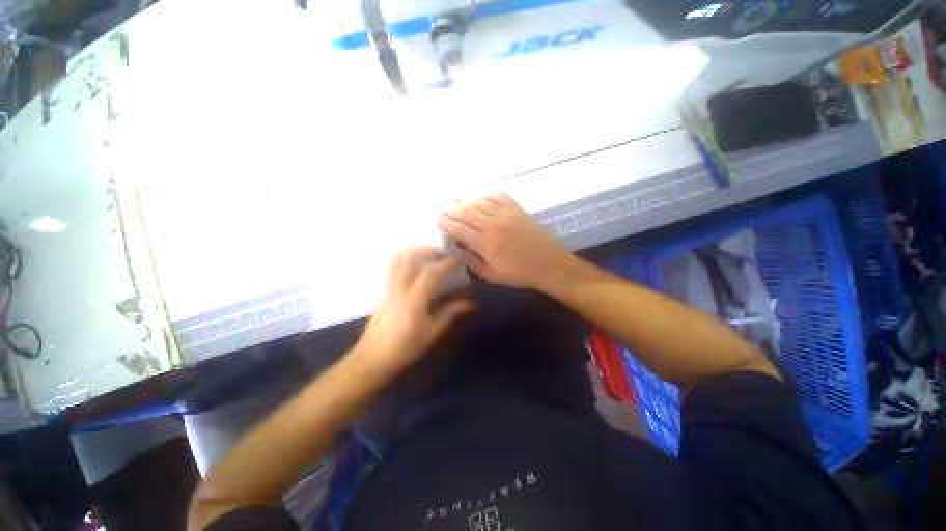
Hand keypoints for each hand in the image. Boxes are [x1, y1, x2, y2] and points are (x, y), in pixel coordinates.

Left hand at [354, 247, 473, 374]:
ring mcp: (387, 288)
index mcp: (412, 303)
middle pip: (409, 259)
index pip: (429, 274)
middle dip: (429, 251)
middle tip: (444, 252)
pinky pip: (392, 265)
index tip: (458, 260)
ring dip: (415, 251)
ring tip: (430, 253)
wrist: (373, 357)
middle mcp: (397, 290)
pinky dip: (405, 257)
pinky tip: (416, 262)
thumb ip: (450, 313)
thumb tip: (470, 302)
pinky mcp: (382, 289)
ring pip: (397, 259)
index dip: (445, 264)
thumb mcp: (431, 333)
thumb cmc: (405, 348)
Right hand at [437, 194, 575, 289]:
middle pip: (466, 212)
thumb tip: (456, 248)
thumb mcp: (491, 275)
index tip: (437, 220)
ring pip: (479, 202)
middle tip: (441, 207)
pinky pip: (497, 196)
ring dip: (465, 201)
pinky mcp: (518, 209)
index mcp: (486, 243)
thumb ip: (471, 261)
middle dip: (451, 209)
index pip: (458, 228)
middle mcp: (493, 224)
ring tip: (455, 200)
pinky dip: (485, 196)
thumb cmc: (519, 274)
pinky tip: (480, 197)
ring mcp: (506, 214)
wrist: (550, 264)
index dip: (445, 222)